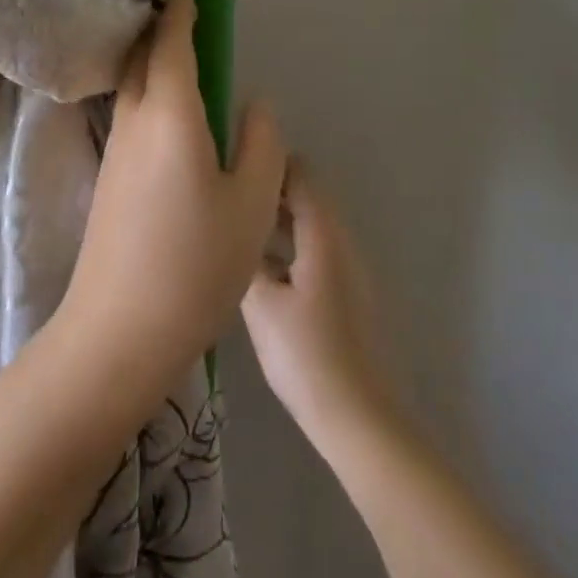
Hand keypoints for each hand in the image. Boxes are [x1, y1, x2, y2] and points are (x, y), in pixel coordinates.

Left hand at [57, 0, 286, 400]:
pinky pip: (129, 118)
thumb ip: (261, 144)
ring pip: (131, 89)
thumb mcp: (252, 202)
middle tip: (185, 18)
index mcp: (169, 114)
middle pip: (142, 60)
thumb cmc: (196, 261)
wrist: (120, 327)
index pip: (170, 45)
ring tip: (182, 61)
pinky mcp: (107, 180)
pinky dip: (147, 97)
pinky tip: (169, 119)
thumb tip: (254, 105)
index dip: (179, 14)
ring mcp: (113, 152)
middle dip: (160, 32)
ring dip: (151, 64)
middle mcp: (133, 122)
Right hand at [242, 165, 401, 459]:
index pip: (300, 174)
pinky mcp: (342, 292)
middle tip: (221, 195)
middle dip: (266, 189)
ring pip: (307, 225)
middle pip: (305, 196)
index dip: (267, 162)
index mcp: (324, 235)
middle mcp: (340, 242)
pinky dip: (285, 244)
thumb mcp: (261, 303)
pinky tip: (254, 265)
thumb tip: (230, 226)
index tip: (228, 163)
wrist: (356, 415)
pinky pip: (311, 249)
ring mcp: (345, 268)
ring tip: (230, 225)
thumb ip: (245, 257)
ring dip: (274, 219)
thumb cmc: (306, 354)